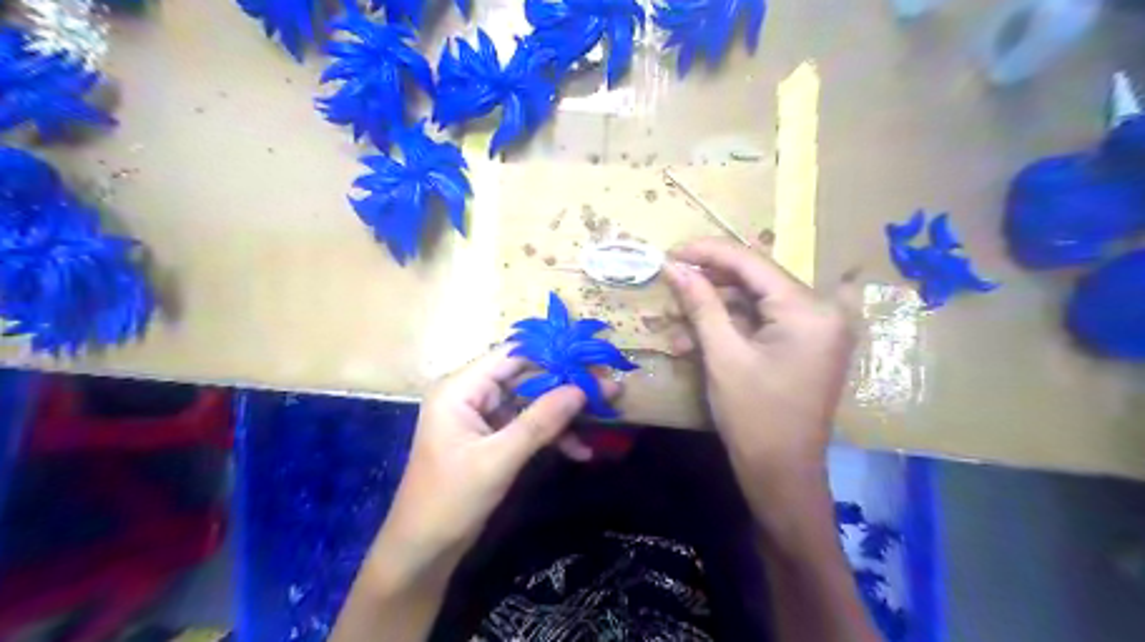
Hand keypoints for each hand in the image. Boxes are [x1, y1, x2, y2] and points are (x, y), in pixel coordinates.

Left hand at [380, 349, 599, 577]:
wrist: (422, 551)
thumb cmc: (450, 500)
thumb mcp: (498, 459)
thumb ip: (540, 422)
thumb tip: (581, 389)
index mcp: (460, 388)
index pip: (512, 356)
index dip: (552, 355)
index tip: (591, 361)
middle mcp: (470, 394)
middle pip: (525, 377)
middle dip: (565, 386)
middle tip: (608, 390)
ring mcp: (481, 417)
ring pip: (530, 402)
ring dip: (563, 413)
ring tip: (604, 415)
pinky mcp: (491, 438)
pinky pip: (526, 425)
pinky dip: (551, 435)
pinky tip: (580, 449)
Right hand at [657, 238, 853, 507]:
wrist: (782, 475)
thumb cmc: (754, 417)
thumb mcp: (723, 356)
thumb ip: (701, 304)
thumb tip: (675, 267)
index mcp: (809, 311)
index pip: (753, 263)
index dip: (709, 253)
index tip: (672, 251)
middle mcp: (822, 311)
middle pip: (756, 280)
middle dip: (710, 284)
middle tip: (671, 283)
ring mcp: (817, 329)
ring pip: (756, 302)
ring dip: (715, 310)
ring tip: (676, 323)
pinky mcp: (806, 345)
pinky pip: (764, 322)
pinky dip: (731, 327)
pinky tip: (696, 340)